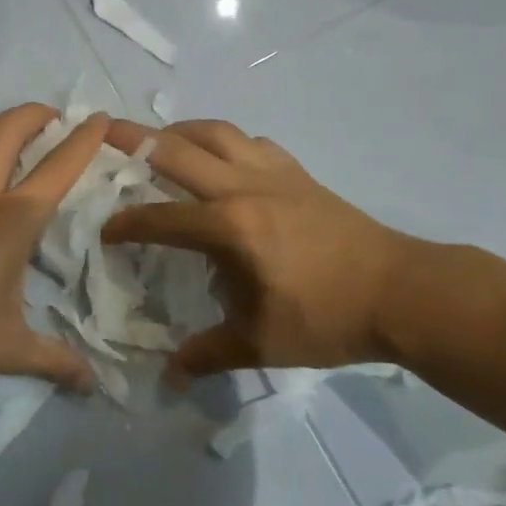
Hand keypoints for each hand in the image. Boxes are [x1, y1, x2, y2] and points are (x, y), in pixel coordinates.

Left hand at [0, 104, 109, 393]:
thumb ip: (54, 360)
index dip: (83, 139)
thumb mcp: (8, 350)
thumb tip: (93, 385)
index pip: (57, 167)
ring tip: (2, 130)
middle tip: (49, 116)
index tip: (98, 118)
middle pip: (7, 131)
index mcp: (12, 221)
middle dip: (33, 114)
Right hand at [102, 119, 419, 380]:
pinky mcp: (298, 173)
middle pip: (178, 150)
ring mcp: (273, 173)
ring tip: (160, 140)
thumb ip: (210, 354)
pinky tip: (222, 158)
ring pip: (216, 132)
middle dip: (134, 138)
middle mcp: (244, 187)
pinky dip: (226, 141)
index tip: (106, 232)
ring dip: (180, 130)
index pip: (161, 218)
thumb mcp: (262, 343)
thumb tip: (171, 376)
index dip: (127, 224)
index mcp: (230, 227)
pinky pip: (252, 142)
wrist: (401, 291)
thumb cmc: (328, 317)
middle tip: (104, 130)